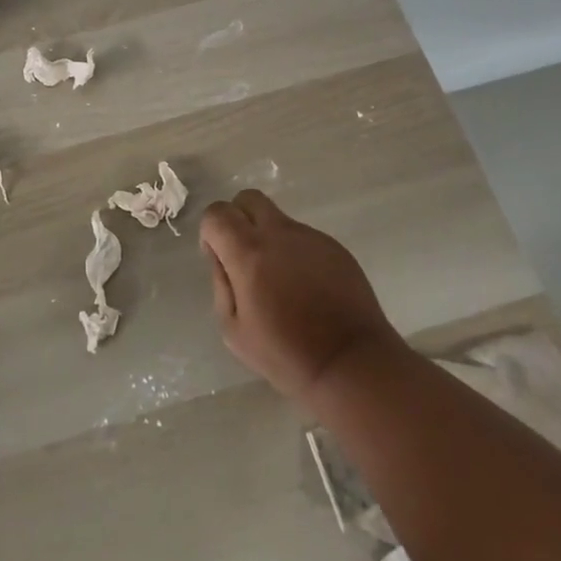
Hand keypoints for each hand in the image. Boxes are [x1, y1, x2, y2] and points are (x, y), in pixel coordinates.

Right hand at [201, 189, 403, 404]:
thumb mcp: (234, 330)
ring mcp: (310, 236)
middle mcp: (279, 233)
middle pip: (248, 198)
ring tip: (281, 282)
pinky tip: (306, 289)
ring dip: (269, 238)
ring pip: (278, 219)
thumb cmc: (286, 354)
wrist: (349, 361)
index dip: (211, 231)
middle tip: (244, 257)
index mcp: (250, 252)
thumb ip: (221, 284)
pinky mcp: (334, 245)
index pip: (217, 212)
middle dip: (238, 218)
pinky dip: (295, 253)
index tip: (220, 259)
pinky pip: (303, 237)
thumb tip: (222, 258)